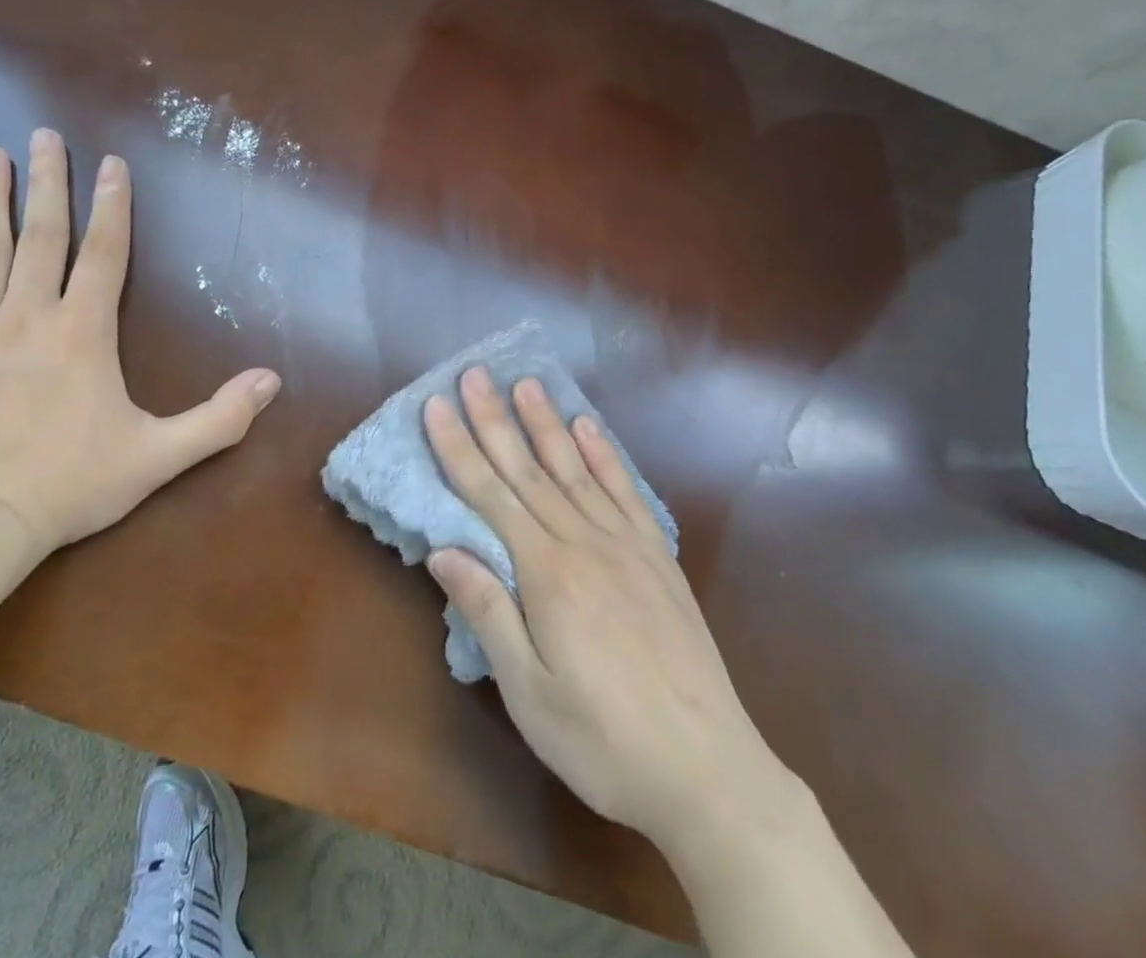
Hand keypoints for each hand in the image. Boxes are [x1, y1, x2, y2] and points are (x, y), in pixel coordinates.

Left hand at [0, 129, 280, 556]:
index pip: (104, 253)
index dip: (112, 206)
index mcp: (83, 330)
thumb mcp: (159, 456)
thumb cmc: (70, 485)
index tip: (111, 164)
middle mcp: (27, 314)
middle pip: (42, 235)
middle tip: (45, 136)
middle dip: (49, 183)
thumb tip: (273, 381)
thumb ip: (219, 417)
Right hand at [423, 368, 796, 856]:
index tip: (436, 406)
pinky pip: (625, 492)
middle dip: (495, 420)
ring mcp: (626, 545)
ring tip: (525, 383)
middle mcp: (584, 543)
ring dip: (546, 423)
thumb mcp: (529, 692)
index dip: (458, 448)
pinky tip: (588, 427)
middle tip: (474, 374)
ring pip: (575, 469)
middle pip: (528, 470)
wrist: (708, 771)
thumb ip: (488, 613)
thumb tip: (444, 549)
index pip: (489, 496)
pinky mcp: (658, 558)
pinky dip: (605, 454)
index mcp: (546, 574)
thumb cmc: (603, 741)